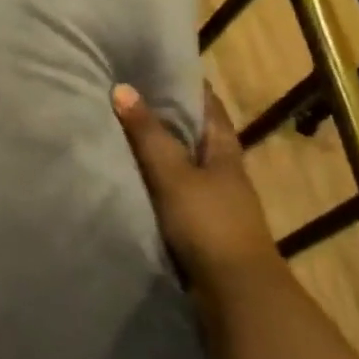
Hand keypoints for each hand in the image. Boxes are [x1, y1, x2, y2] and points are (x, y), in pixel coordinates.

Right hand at [112, 84, 278, 286]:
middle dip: (169, 114)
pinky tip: (132, 176)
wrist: (235, 293)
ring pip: (185, 163)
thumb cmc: (208, 224)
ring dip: (161, 149)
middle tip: (130, 92)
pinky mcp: (202, 226)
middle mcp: (223, 171)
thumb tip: (123, 88)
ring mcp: (215, 201)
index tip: (158, 65)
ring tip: (123, 130)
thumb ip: (148, 135)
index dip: (188, 84)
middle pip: (196, 133)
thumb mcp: (173, 174)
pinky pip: (175, 190)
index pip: (209, 106)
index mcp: (224, 151)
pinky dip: (156, 178)